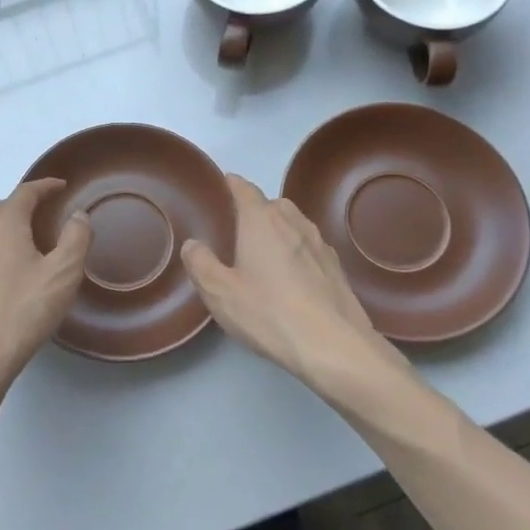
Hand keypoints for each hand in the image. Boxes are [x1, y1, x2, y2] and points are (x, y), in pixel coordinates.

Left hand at [0, 178, 91, 399]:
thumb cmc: (22, 312)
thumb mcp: (62, 274)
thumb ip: (75, 239)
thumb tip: (78, 214)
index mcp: (4, 225)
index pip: (24, 193)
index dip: (44, 186)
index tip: (60, 186)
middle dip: (17, 205)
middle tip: (39, 215)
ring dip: (0, 228)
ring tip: (21, 245)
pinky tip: (1, 278)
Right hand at [180, 175, 405, 390]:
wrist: (335, 345)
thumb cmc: (270, 313)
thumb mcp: (220, 293)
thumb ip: (201, 264)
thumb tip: (193, 243)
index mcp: (261, 220)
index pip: (244, 188)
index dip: (230, 184)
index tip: (220, 186)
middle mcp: (292, 222)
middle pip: (270, 204)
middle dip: (253, 210)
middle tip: (235, 231)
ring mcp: (319, 242)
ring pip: (293, 224)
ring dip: (277, 230)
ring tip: (262, 252)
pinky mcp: (336, 266)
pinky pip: (309, 246)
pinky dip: (296, 251)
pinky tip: (290, 276)